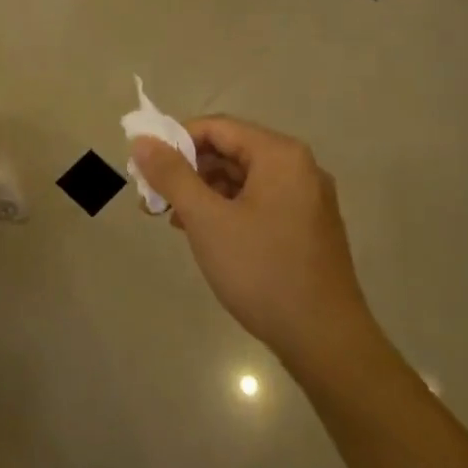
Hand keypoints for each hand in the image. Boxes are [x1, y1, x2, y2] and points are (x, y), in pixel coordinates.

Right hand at [132, 118, 382, 380]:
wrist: (325, 340)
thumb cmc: (261, 270)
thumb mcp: (206, 220)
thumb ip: (172, 175)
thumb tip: (142, 140)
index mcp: (280, 155)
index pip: (216, 127)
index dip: (175, 141)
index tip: (146, 168)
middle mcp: (299, 168)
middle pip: (230, 151)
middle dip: (187, 170)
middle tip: (153, 197)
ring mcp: (307, 199)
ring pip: (243, 179)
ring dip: (204, 192)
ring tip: (172, 219)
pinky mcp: (307, 227)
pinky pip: (259, 202)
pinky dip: (227, 210)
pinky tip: (204, 234)